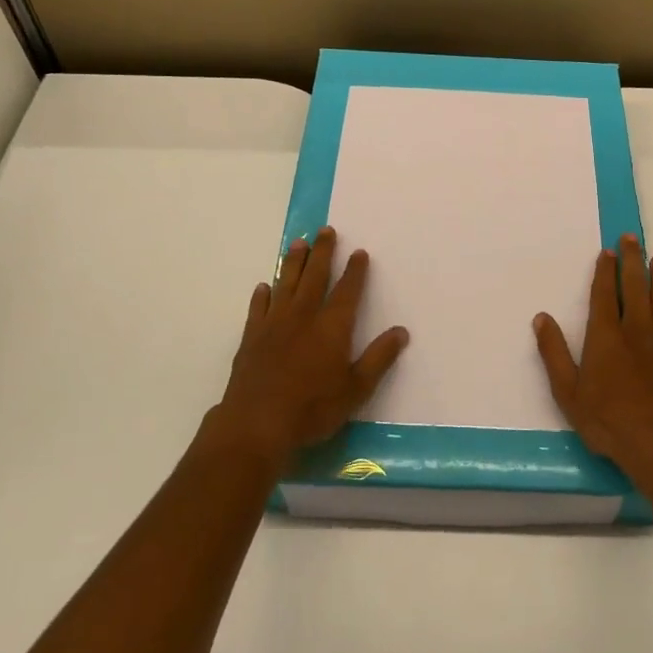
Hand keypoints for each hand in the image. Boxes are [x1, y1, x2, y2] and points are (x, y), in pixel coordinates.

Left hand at [214, 226, 408, 466]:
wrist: (257, 423)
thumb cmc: (313, 408)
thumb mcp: (356, 389)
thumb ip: (379, 359)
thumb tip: (401, 332)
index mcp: (332, 327)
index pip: (348, 291)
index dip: (355, 271)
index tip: (359, 252)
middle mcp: (304, 316)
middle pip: (315, 276)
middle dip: (323, 252)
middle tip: (326, 230)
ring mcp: (274, 324)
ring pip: (286, 284)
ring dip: (293, 262)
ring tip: (298, 243)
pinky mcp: (252, 337)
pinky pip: (258, 308)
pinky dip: (262, 295)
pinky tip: (264, 286)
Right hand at [534, 234, 652, 488]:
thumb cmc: (608, 420)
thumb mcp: (567, 391)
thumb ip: (553, 352)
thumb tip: (541, 318)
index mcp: (606, 335)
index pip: (605, 293)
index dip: (605, 270)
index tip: (608, 251)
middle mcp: (636, 330)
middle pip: (635, 287)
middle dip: (632, 261)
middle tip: (632, 239)